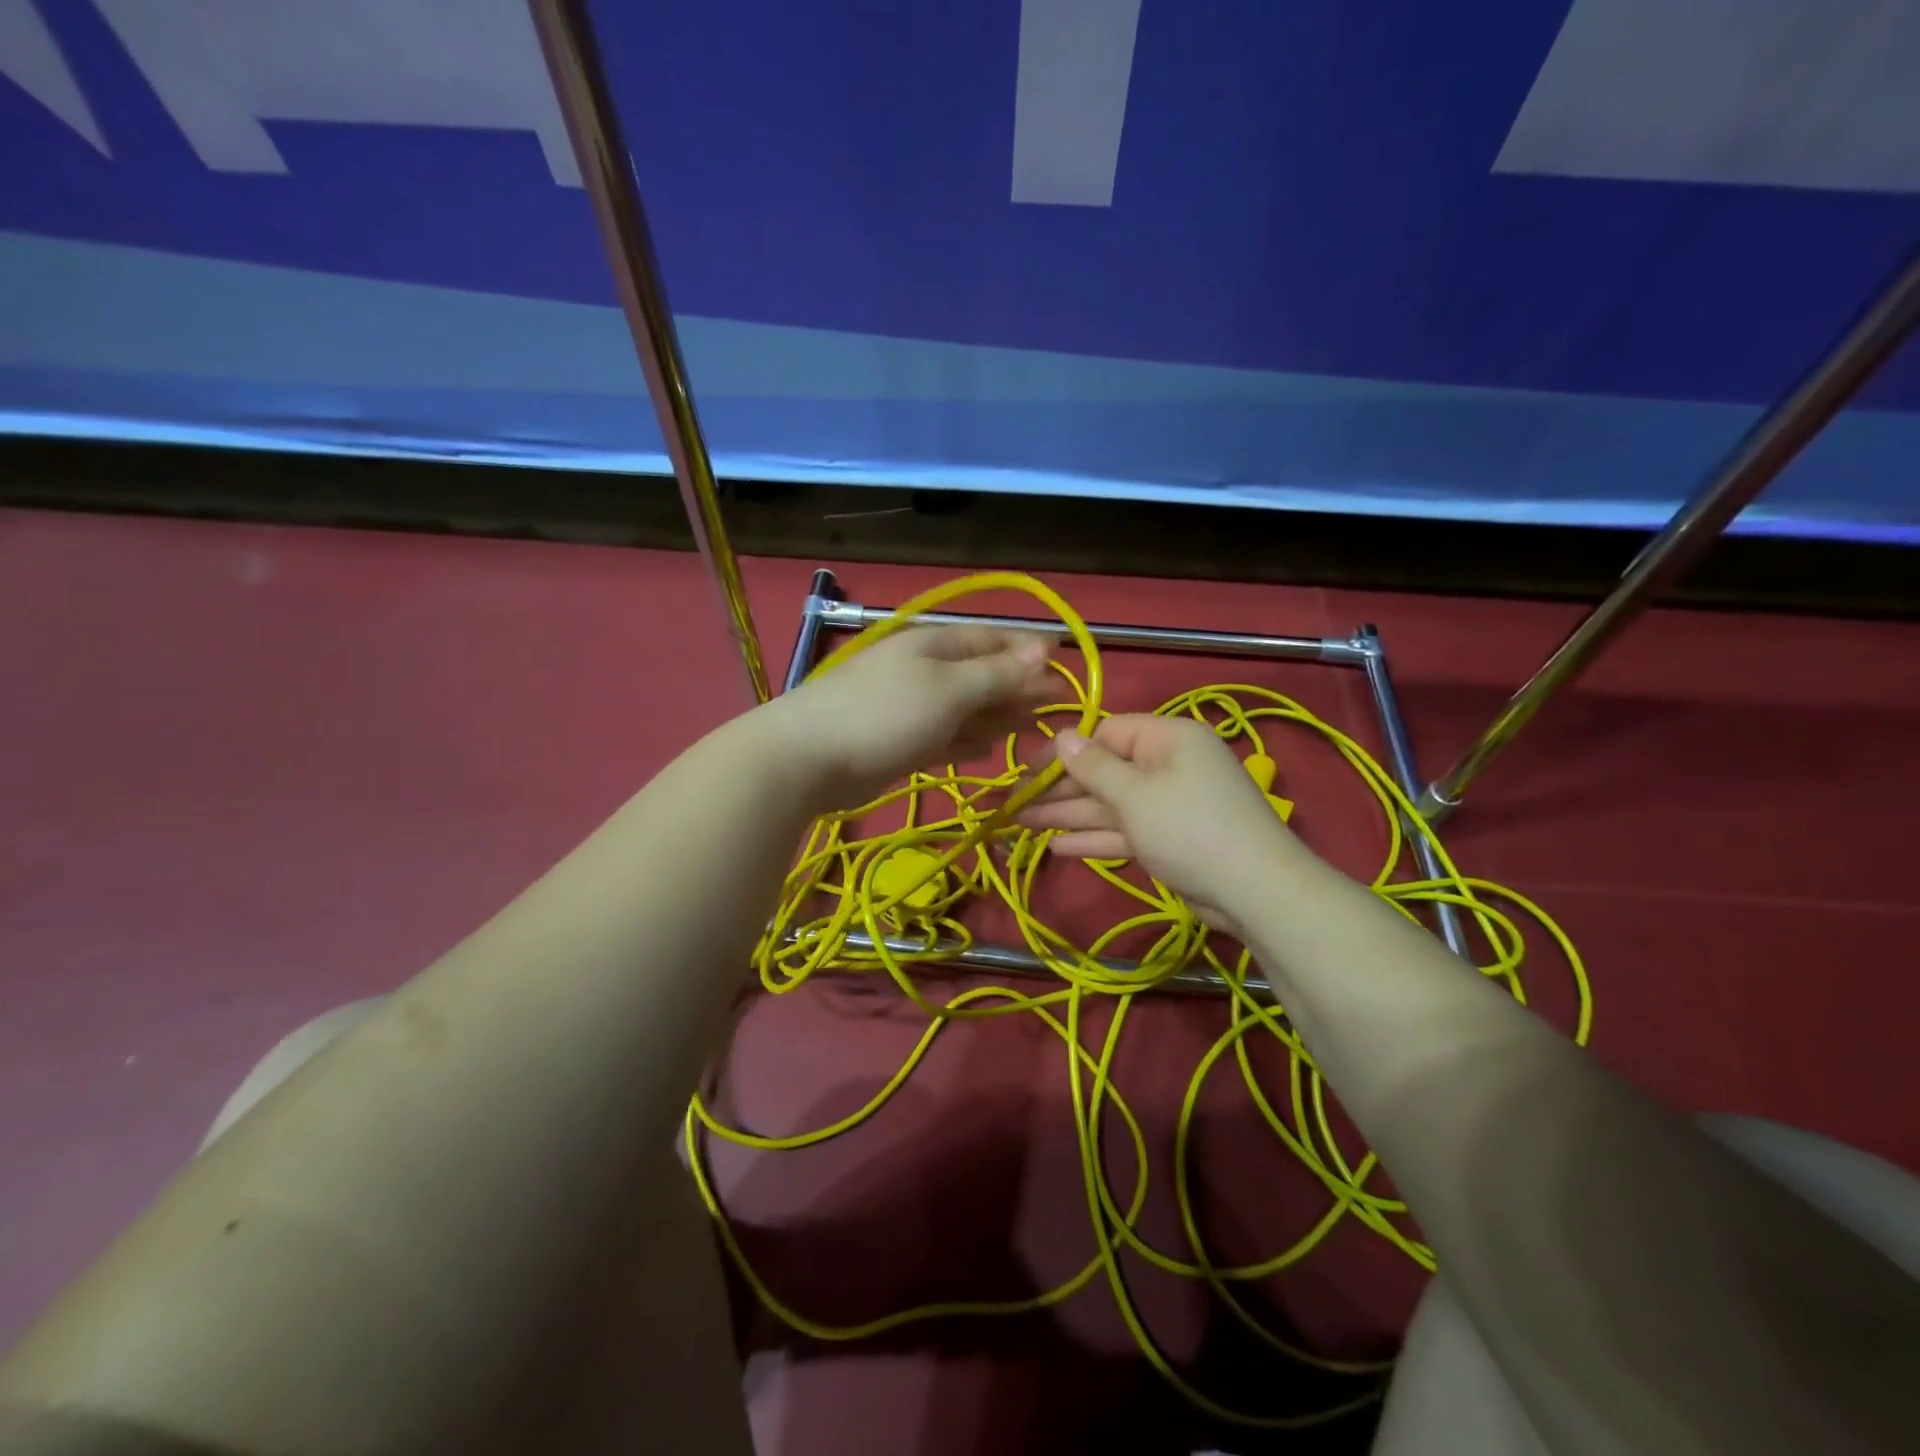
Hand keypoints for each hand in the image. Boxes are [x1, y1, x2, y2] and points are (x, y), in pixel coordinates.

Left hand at [767, 626, 1055, 810]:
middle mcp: (927, 671)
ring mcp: (912, 708)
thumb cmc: (886, 714)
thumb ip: (997, 673)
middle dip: (1019, 689)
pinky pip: (946, 737)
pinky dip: (968, 742)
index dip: (1030, 652)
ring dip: (998, 718)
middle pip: (983, 675)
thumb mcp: (949, 689)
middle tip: (1056, 710)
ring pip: (967, 710)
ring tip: (1032, 731)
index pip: (994, 640)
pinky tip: (988, 751)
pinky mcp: (902, 742)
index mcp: (937, 646)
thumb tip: (1043, 648)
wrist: (810, 758)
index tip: (1065, 669)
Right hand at [1015, 714, 1305, 928]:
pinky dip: (1094, 838)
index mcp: (1167, 739)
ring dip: (1069, 815)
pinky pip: (1125, 830)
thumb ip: (1094, 767)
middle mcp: (1168, 765)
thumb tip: (1061, 735)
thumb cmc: (1189, 828)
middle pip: (1105, 771)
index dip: (1066, 751)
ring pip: (1110, 804)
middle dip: (1060, 788)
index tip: (1028, 769)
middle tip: (1014, 800)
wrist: (1254, 892)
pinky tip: (1055, 846)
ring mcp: (1169, 805)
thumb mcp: (1135, 794)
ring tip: (1020, 823)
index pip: (1107, 733)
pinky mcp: (1169, 840)